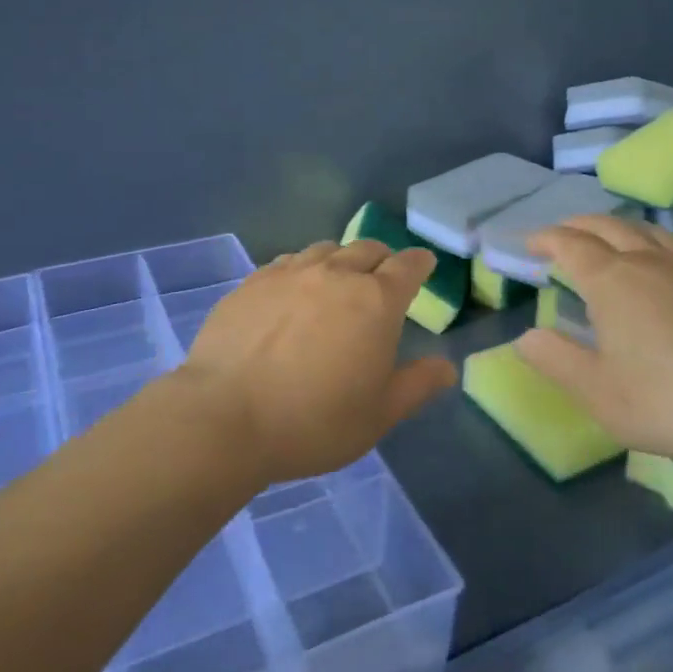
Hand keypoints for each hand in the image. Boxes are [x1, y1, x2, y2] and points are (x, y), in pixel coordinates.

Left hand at [182, 239, 458, 483]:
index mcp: (375, 301)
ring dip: (341, 260)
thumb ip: (417, 385)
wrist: (225, 417)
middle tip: (383, 277)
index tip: (424, 264)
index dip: (419, 263)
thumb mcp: (378, 415)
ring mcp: (289, 273)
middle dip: (382, 259)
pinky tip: (294, 291)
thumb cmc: (314, 422)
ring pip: (325, 250)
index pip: (407, 266)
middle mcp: (335, 274)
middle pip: (367, 249)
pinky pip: (287, 262)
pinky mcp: (252, 282)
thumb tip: (447, 367)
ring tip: (337, 281)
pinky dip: (302, 269)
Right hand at [514, 215, 672, 477]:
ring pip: (645, 229)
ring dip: (615, 226)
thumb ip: (555, 359)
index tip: (528, 243)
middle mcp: (647, 261)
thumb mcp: (596, 391)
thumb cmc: (666, 401)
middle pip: (606, 226)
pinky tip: (659, 258)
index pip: (570, 245)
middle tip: (559, 235)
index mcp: (611, 280)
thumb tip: (526, 337)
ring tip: (604, 238)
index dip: (545, 239)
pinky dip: (651, 239)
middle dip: (577, 225)